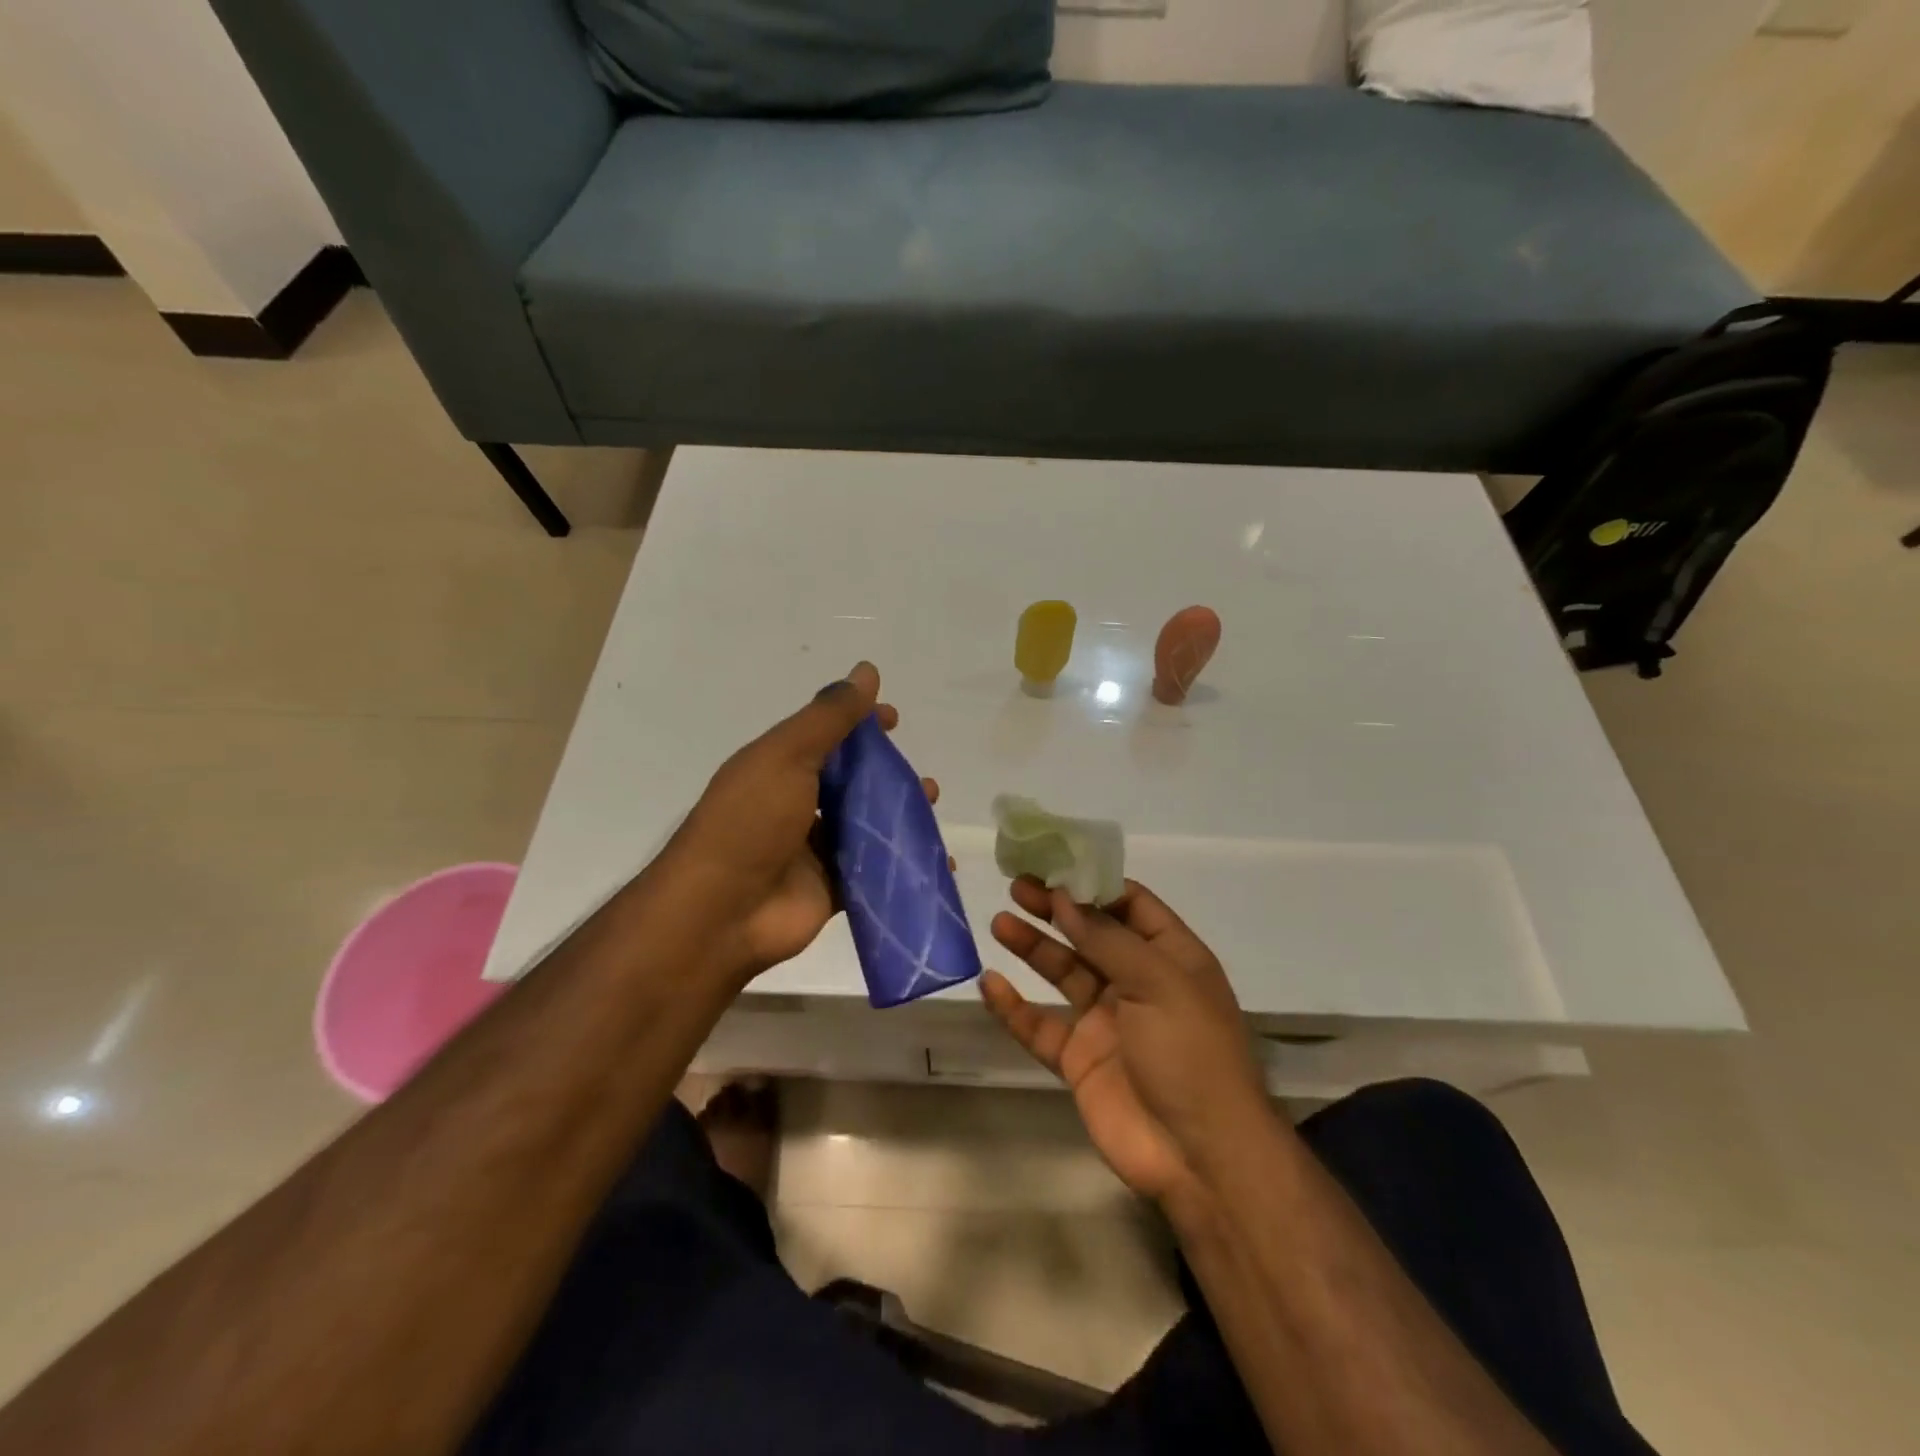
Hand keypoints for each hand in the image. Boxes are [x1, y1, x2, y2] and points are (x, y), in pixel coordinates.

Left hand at [666, 662, 938, 983]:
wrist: (722, 913)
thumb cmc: (750, 822)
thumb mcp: (787, 756)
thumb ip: (829, 717)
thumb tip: (866, 670)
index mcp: (778, 768)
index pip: (825, 736)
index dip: (859, 724)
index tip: (893, 718)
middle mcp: (795, 805)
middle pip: (850, 782)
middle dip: (887, 774)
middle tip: (920, 776)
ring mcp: (812, 850)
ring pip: (865, 825)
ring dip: (898, 815)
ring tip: (930, 807)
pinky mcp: (830, 890)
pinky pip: (873, 871)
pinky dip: (902, 864)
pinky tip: (938, 861)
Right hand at [983, 879, 1271, 1208]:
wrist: (1199, 1156)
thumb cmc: (1190, 1053)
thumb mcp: (1158, 982)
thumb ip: (1106, 939)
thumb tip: (1064, 896)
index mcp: (1170, 957)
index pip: (1130, 905)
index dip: (1093, 883)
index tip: (1054, 863)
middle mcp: (1138, 982)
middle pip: (1090, 934)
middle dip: (1055, 910)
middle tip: (1017, 886)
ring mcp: (1107, 1021)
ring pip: (1062, 973)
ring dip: (1032, 947)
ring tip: (999, 921)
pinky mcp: (1080, 1059)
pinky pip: (1041, 1025)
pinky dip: (1014, 1006)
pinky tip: (990, 983)